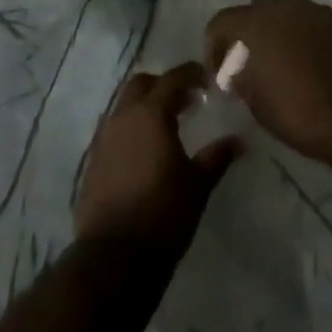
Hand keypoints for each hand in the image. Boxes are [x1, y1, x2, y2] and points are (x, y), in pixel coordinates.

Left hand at [74, 62, 240, 257]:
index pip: (172, 79)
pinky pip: (113, 131)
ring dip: (144, 107)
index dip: (190, 74)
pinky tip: (143, 152)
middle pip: (141, 84)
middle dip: (163, 85)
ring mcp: (104, 137)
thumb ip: (216, 157)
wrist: (114, 257)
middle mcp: (123, 116)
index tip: (206, 79)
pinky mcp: (93, 161)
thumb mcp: (197, 186)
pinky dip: (130, 130)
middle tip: (185, 101)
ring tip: (165, 127)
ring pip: (124, 106)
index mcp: (151, 113)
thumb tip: (238, 140)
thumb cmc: (163, 215)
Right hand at [204, 0, 331, 166]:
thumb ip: (241, 80)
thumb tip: (235, 72)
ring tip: (279, 62)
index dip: (213, 45)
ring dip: (276, 32)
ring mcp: (315, 10)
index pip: (222, 21)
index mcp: (258, 21)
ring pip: (284, 12)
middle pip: (254, 10)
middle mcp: (284, 5)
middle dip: (246, 33)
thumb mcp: (259, 105)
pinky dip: (301, 37)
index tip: (216, 72)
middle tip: (247, 63)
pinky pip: (309, 23)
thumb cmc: (302, 112)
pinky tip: (307, 64)